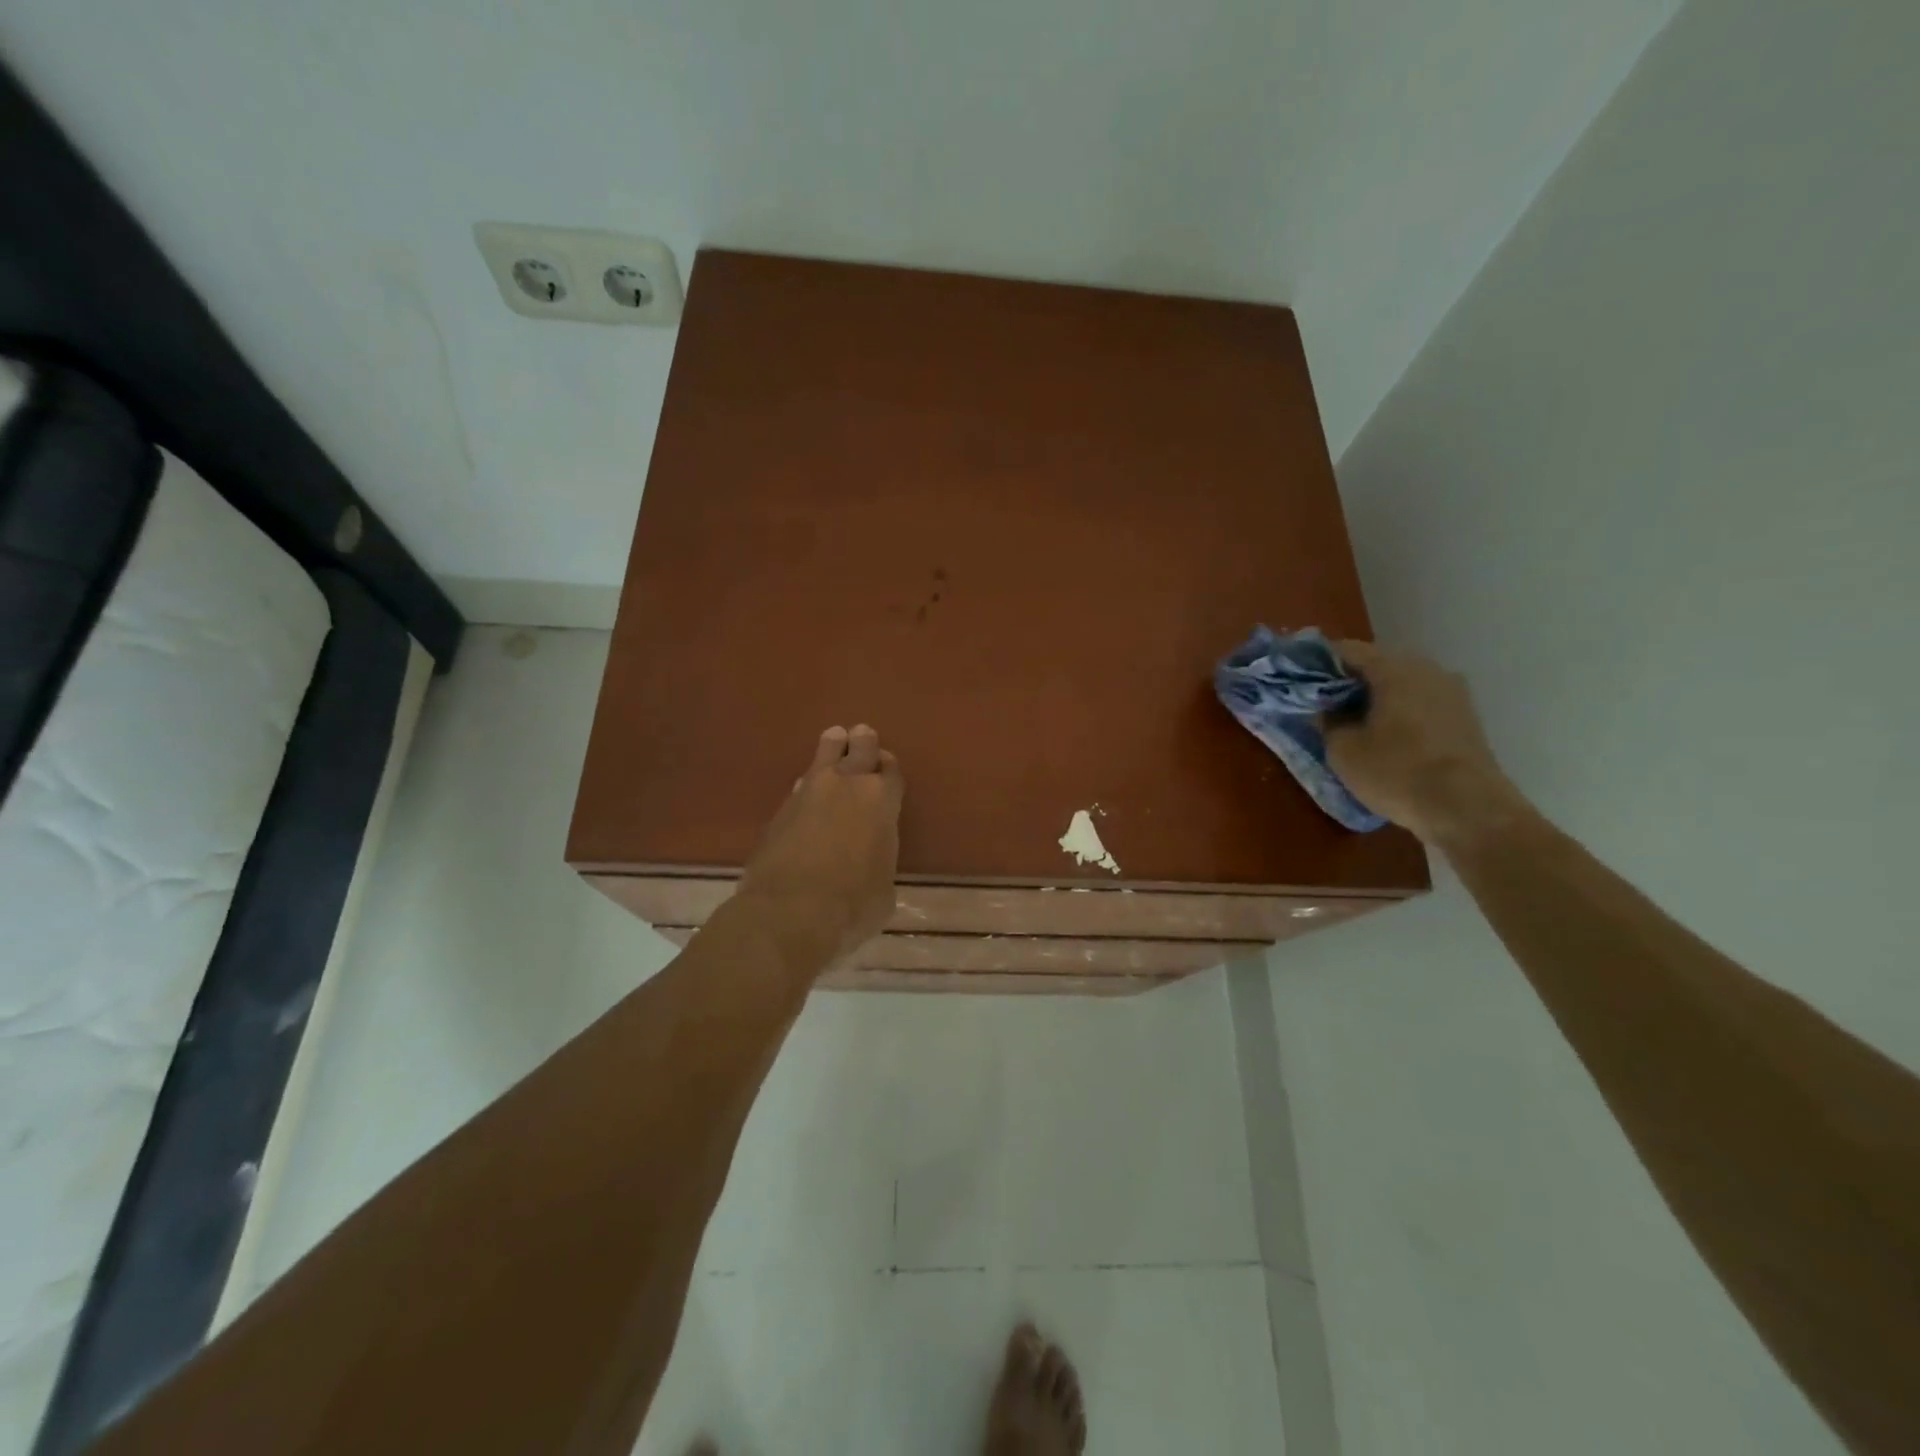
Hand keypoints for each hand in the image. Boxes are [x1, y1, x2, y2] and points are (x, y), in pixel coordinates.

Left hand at [737, 725, 903, 969]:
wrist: (789, 911)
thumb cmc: (853, 904)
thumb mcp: (884, 889)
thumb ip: (880, 861)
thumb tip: (870, 863)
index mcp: (882, 801)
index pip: (891, 771)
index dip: (889, 767)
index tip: (885, 765)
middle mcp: (847, 786)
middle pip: (859, 749)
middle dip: (863, 742)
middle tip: (862, 734)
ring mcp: (809, 793)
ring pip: (824, 756)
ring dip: (832, 748)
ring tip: (834, 738)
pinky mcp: (779, 809)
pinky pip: (800, 785)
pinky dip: (807, 784)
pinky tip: (806, 788)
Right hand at [1322, 641, 1529, 846]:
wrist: (1467, 808)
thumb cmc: (1396, 771)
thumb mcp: (1343, 750)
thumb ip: (1328, 721)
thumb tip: (1327, 709)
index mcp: (1394, 669)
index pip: (1347, 650)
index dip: (1320, 663)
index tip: (1301, 681)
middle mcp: (1427, 669)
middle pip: (1377, 666)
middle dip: (1349, 683)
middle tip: (1324, 707)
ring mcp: (1452, 692)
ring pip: (1402, 686)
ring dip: (1377, 700)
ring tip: (1354, 725)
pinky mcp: (1465, 717)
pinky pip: (1421, 704)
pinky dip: (1400, 714)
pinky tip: (1386, 739)